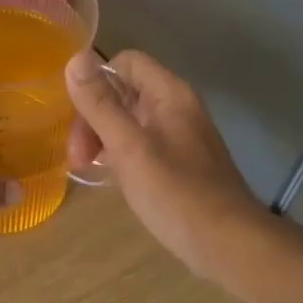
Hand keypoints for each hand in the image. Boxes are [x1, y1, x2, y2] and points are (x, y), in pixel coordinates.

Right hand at [65, 49, 269, 279]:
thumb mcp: (129, 147)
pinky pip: (141, 144)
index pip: (125, 62)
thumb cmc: (175, 192)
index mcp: (169, 94)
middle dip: (93, 117)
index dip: (96, 81)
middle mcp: (176, 107)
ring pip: (129, 120)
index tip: (76, 115)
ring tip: (86, 168)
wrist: (227, 244)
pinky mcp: (179, 163)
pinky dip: (119, 154)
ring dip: (102, 138)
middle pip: (124, 92)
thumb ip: (100, 104)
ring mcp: (179, 136)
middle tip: (77, 156)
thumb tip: (75, 58)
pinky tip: (108, 176)